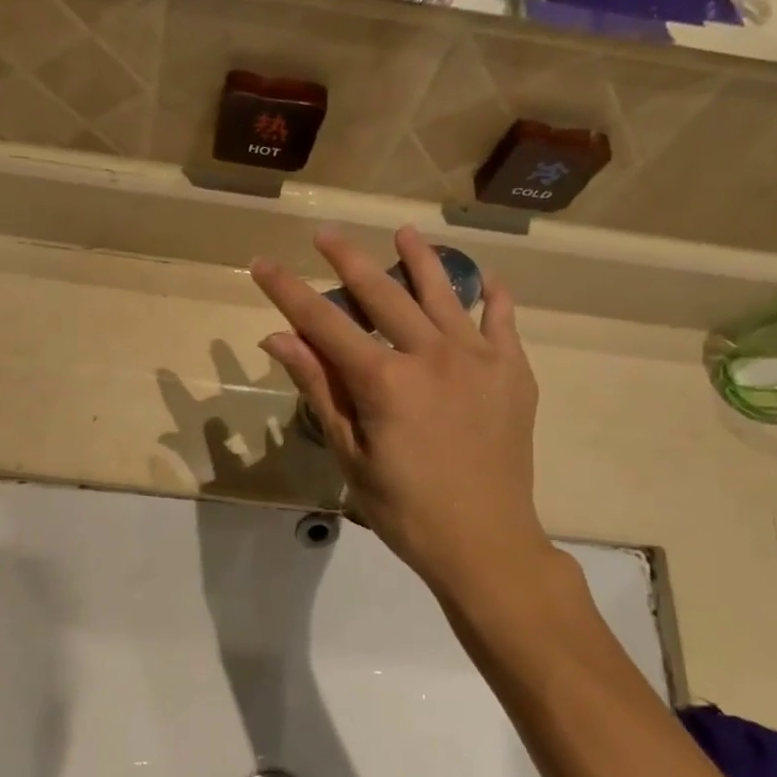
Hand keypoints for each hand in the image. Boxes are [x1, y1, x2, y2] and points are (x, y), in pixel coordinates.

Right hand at [251, 228, 556, 605]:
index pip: (324, 322)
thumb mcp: (349, 453)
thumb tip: (278, 338)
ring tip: (404, 232)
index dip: (288, 291)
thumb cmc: (405, 509)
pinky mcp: (513, 372)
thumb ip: (319, 388)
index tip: (262, 263)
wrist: (487, 544)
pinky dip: (494, 298)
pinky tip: (487, 281)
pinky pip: (503, 322)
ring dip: (420, 259)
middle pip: (382, 294)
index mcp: (385, 381)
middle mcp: (432, 355)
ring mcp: (480, 359)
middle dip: (348, 259)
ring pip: (444, 294)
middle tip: (326, 233)